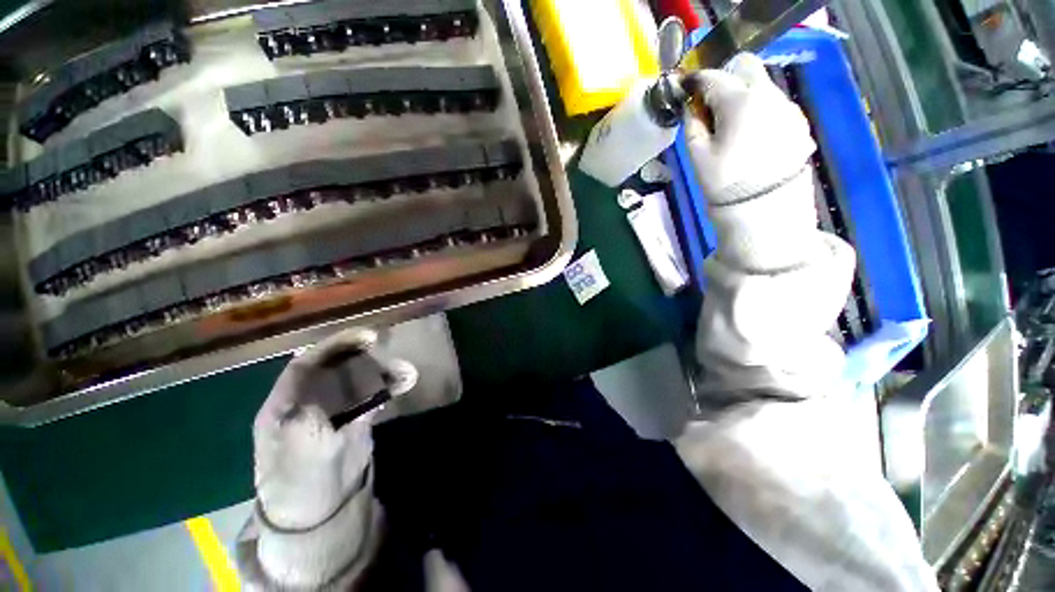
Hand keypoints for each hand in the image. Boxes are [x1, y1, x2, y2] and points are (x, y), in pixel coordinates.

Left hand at [253, 328, 415, 530]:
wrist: (319, 514)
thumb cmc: (301, 485)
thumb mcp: (302, 451)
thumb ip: (311, 421)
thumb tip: (332, 393)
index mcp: (285, 405)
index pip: (306, 363)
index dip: (334, 346)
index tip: (364, 337)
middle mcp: (309, 401)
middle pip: (335, 366)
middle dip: (360, 354)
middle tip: (385, 345)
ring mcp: (334, 409)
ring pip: (357, 378)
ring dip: (380, 370)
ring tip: (403, 369)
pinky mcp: (354, 419)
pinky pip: (372, 394)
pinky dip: (388, 386)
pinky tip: (403, 382)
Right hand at [685, 53, 814, 205]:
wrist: (765, 204)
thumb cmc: (724, 180)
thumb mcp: (697, 155)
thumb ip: (692, 124)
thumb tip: (691, 108)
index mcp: (739, 101)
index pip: (712, 77)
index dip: (695, 81)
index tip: (685, 90)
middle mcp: (767, 93)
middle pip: (745, 65)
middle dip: (725, 78)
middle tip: (712, 105)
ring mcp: (787, 105)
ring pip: (761, 83)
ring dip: (743, 94)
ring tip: (732, 126)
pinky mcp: (798, 120)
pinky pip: (775, 102)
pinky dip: (759, 109)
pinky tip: (753, 135)